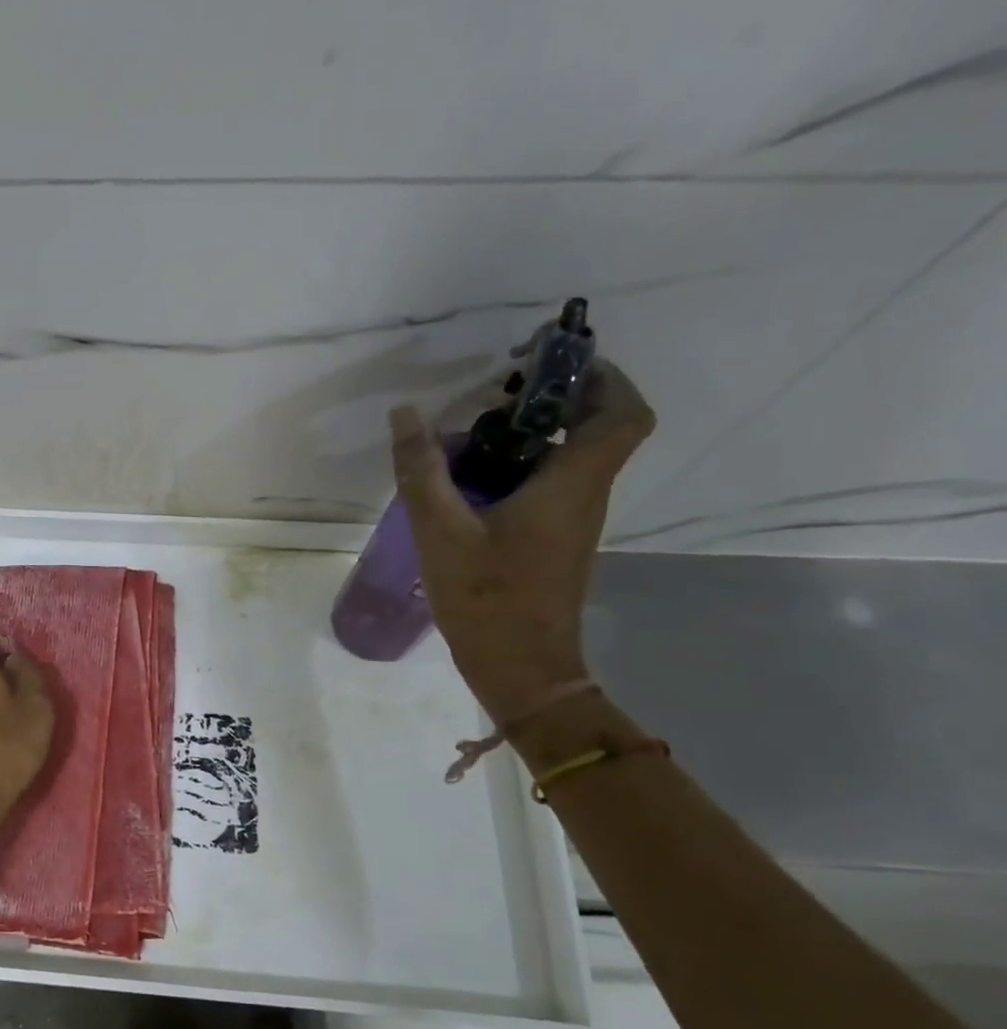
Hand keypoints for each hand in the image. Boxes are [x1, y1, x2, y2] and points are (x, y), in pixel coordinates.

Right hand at [390, 360, 654, 722]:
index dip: (601, 375)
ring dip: (533, 431)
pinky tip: (469, 477)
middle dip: (557, 395)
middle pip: (598, 425)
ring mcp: (571, 519)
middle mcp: (584, 494)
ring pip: (570, 454)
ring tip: (473, 427)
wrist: (520, 668)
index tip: (551, 360)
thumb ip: (422, 470)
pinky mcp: (553, 539)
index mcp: (572, 483)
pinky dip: (520, 464)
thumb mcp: (441, 531)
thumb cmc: (488, 598)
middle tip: (501, 386)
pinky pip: (549, 483)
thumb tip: (405, 413)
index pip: (623, 412)